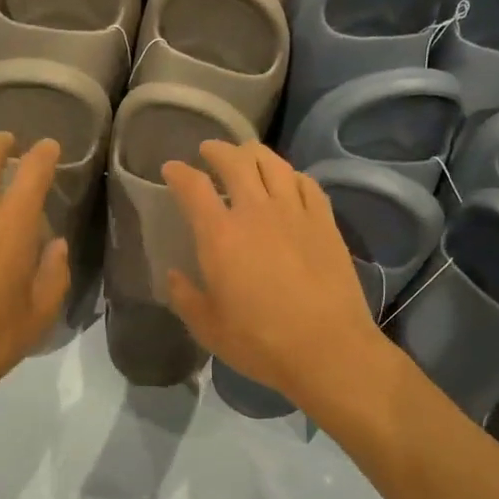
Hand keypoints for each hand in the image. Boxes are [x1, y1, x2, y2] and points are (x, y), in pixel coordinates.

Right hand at [163, 141, 388, 413]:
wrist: (326, 348)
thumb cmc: (259, 342)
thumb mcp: (208, 328)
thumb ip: (186, 297)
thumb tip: (174, 276)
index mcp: (220, 236)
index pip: (194, 188)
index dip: (179, 173)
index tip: (171, 169)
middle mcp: (256, 212)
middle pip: (236, 161)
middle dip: (217, 150)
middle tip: (209, 150)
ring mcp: (295, 213)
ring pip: (273, 164)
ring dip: (254, 153)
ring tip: (246, 154)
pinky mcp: (325, 223)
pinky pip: (306, 184)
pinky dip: (291, 174)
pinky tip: (288, 180)